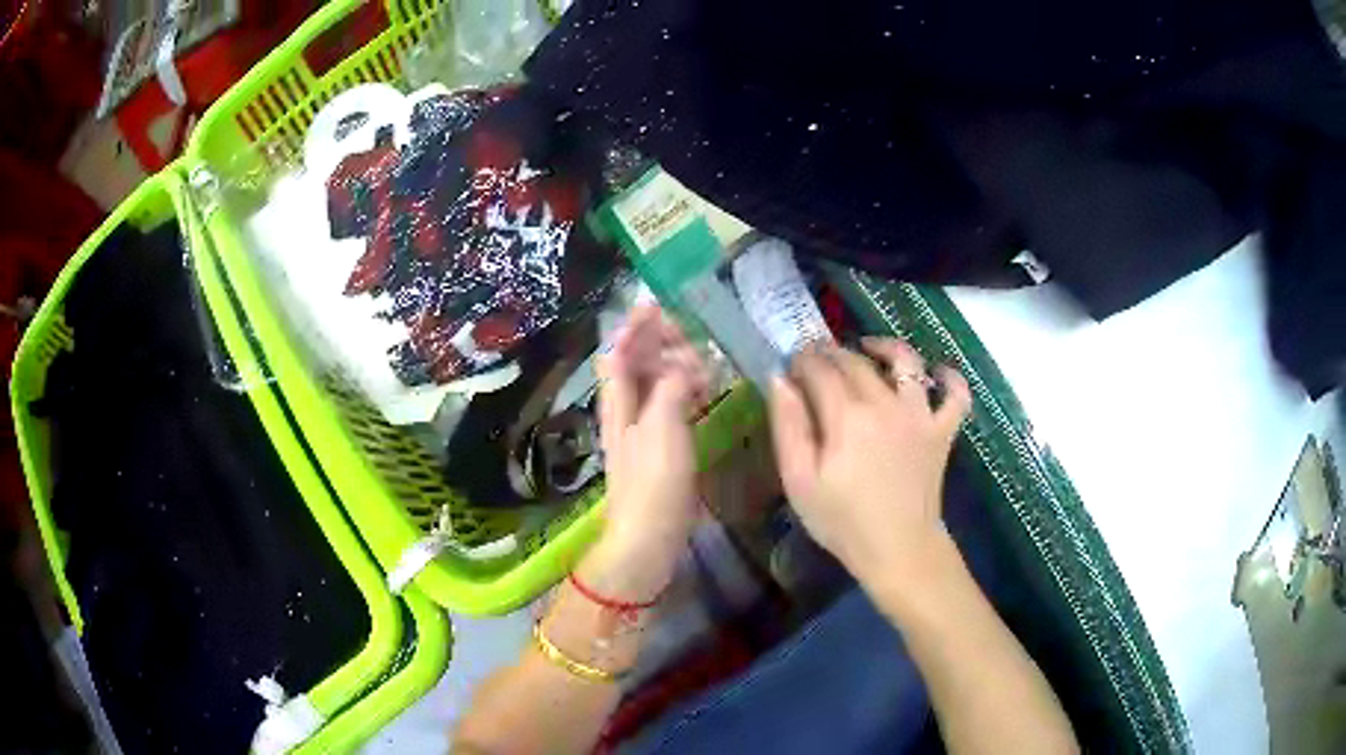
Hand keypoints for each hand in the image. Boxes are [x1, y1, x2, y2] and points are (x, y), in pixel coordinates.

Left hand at [588, 305, 708, 598]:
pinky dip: (683, 389)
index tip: (657, 304)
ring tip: (702, 356)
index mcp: (618, 403)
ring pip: (653, 383)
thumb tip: (683, 362)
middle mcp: (625, 411)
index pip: (618, 351)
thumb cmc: (653, 485)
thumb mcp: (662, 430)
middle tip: (690, 331)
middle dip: (657, 341)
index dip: (633, 326)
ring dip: (673, 364)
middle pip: (634, 363)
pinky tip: (703, 388)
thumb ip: (670, 388)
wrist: (649, 540)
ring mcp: (642, 430)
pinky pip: (669, 405)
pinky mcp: (661, 448)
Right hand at [769, 338, 971, 594]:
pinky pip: (956, 394)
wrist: (898, 550)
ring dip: (885, 346)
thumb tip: (780, 380)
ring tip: (869, 348)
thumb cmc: (841, 521)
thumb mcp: (798, 481)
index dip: (802, 360)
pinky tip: (936, 373)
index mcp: (846, 417)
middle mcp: (885, 404)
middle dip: (832, 352)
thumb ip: (788, 426)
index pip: (820, 369)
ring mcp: (920, 415)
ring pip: (906, 361)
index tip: (791, 363)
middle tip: (817, 358)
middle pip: (856, 361)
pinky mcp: (943, 431)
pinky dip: (950, 378)